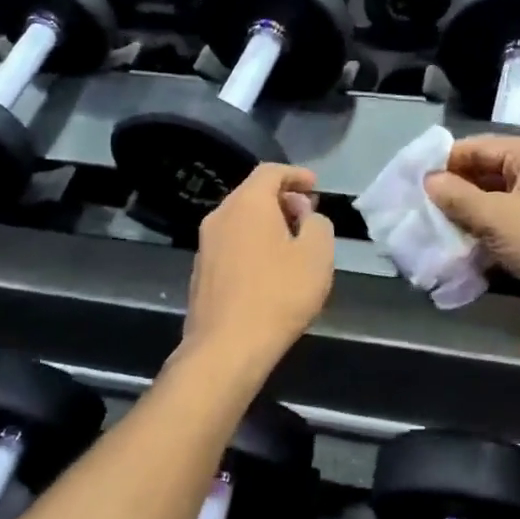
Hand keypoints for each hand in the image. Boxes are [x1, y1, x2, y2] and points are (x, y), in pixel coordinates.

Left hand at [182, 164, 334, 366]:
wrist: (227, 346)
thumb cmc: (278, 294)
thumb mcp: (317, 255)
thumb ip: (318, 225)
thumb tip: (307, 218)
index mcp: (247, 204)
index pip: (270, 172)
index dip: (296, 174)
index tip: (315, 186)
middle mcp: (220, 217)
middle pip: (252, 194)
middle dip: (283, 199)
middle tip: (308, 216)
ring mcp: (205, 245)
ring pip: (240, 220)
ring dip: (268, 223)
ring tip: (293, 243)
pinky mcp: (201, 272)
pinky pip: (232, 244)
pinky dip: (253, 244)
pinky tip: (270, 269)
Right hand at [425, 136, 519, 327]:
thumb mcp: (496, 217)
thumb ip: (457, 197)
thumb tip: (428, 181)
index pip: (477, 147)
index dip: (444, 163)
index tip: (411, 183)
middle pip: (483, 173)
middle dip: (452, 192)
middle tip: (416, 209)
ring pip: (490, 202)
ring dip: (463, 216)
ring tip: (429, 230)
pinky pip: (501, 226)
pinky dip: (480, 235)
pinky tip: (455, 248)